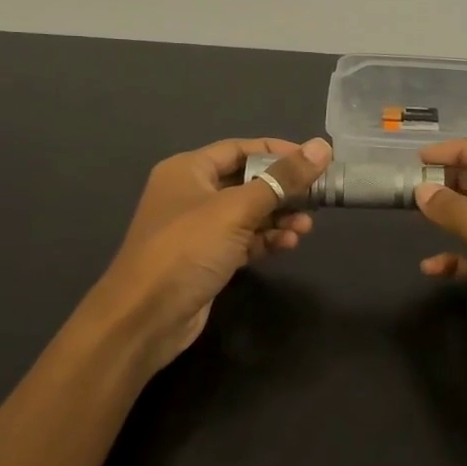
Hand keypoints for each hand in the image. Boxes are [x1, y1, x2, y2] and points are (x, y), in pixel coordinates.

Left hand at [85, 136, 332, 380]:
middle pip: (247, 181)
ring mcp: (198, 229)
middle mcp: (191, 194)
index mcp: (188, 170)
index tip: (315, 159)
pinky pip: (243, 240)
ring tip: (306, 227)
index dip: (278, 152)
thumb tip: (322, 146)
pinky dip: (266, 240)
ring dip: (278, 218)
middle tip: (317, 198)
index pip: (240, 149)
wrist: (144, 318)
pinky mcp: (207, 259)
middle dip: (282, 190)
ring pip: (248, 214)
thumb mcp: (237, 209)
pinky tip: (288, 245)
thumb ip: (282, 179)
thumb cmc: (186, 249)